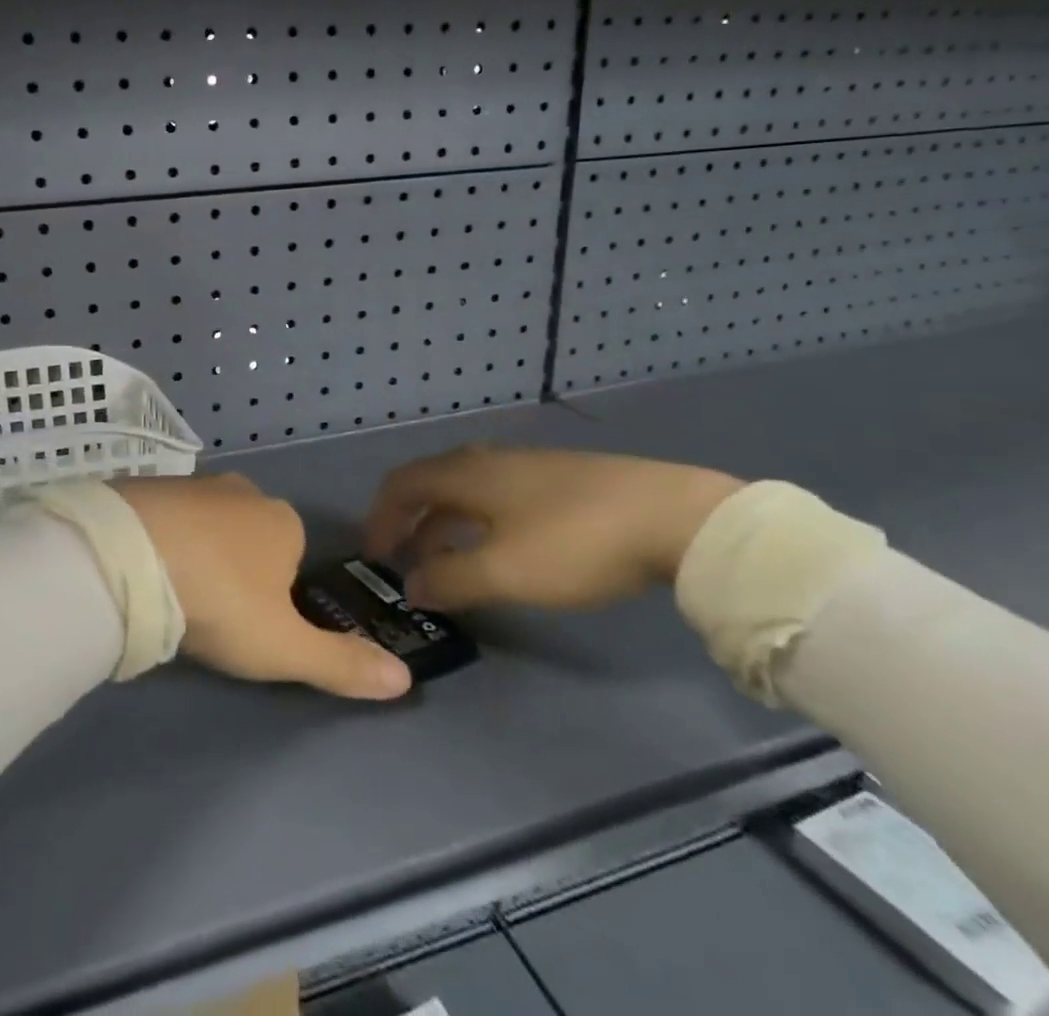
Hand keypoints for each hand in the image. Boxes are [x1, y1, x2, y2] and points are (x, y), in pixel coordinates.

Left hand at [113, 474, 412, 700]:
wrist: (133, 555)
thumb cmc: (222, 600)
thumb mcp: (284, 646)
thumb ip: (342, 664)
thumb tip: (406, 680)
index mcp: (283, 521)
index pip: (293, 556)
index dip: (276, 594)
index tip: (248, 625)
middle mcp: (243, 491)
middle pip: (249, 535)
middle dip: (236, 569)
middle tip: (209, 612)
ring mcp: (192, 483)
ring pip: (205, 524)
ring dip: (196, 552)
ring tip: (172, 593)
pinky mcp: (147, 484)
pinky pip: (163, 516)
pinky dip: (160, 538)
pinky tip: (142, 567)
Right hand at [363, 446, 743, 611]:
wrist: (674, 515)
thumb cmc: (576, 541)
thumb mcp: (505, 570)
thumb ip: (451, 579)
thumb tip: (412, 587)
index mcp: (466, 474)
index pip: (401, 484)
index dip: (379, 516)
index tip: (374, 554)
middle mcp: (487, 461)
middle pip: (430, 483)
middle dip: (409, 521)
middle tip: (403, 560)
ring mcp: (525, 466)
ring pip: (465, 491)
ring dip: (443, 524)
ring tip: (446, 563)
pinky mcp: (558, 480)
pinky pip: (495, 496)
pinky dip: (476, 522)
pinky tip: (499, 549)